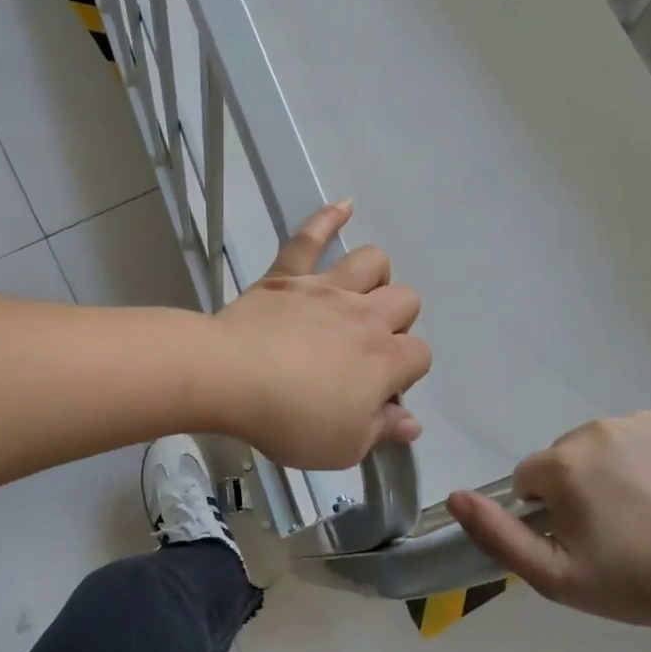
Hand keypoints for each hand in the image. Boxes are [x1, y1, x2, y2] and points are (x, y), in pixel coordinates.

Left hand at [213, 201, 430, 469]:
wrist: (230, 377)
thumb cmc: (290, 419)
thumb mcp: (343, 446)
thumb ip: (382, 430)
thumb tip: (412, 421)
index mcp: (384, 359)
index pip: (420, 354)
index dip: (407, 372)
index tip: (380, 391)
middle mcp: (365, 316)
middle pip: (406, 300)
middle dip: (398, 321)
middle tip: (367, 348)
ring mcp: (326, 289)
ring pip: (371, 262)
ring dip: (375, 276)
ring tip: (362, 293)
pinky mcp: (287, 276)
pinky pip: (310, 238)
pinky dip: (327, 219)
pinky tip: (344, 206)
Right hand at [445, 409, 650, 628]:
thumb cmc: (637, 582)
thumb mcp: (555, 577)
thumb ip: (497, 535)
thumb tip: (454, 497)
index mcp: (562, 463)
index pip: (532, 478)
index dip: (550, 511)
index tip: (582, 539)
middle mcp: (597, 429)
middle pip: (569, 456)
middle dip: (582, 486)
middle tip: (618, 529)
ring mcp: (646, 420)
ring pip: (610, 442)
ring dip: (618, 469)